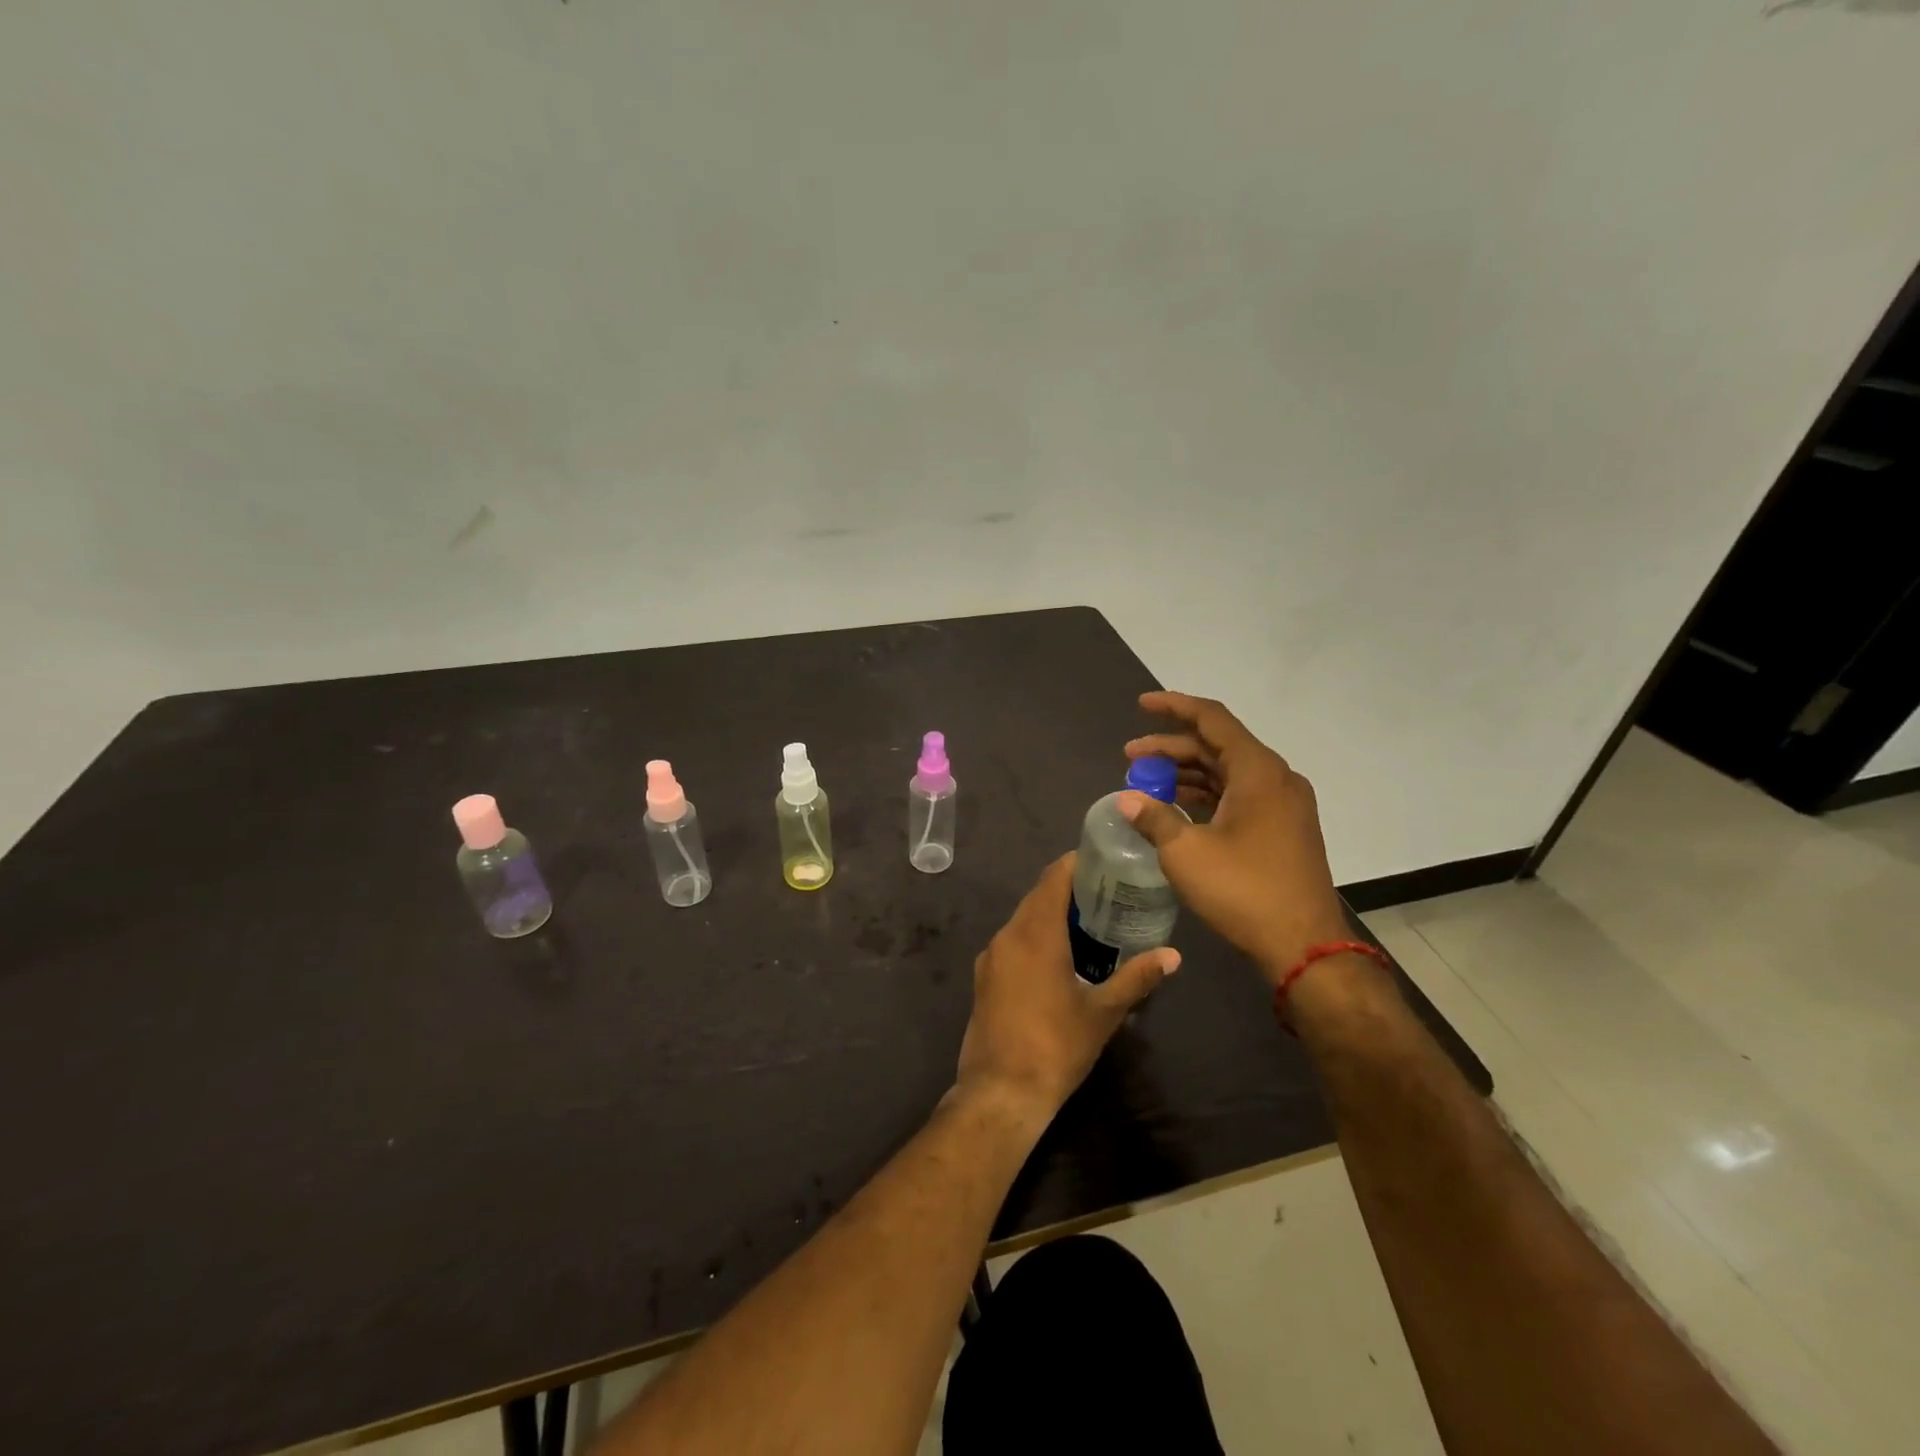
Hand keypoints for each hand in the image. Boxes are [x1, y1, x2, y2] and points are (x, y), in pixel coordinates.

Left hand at [954, 854, 1179, 1121]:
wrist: (1000, 1091)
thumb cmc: (1056, 1046)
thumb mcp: (1103, 1012)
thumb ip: (1136, 977)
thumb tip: (1172, 955)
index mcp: (1035, 933)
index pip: (1054, 878)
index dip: (1076, 864)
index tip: (1104, 861)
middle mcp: (1007, 935)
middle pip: (1038, 896)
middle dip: (1068, 890)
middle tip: (1106, 893)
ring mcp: (991, 957)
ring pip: (1023, 920)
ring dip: (1050, 914)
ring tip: (1088, 923)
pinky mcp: (984, 977)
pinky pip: (1012, 942)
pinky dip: (1035, 937)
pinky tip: (1059, 957)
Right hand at [1120, 691, 1350, 981]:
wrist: (1304, 946)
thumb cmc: (1244, 891)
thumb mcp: (1186, 853)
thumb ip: (1154, 818)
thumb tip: (1127, 800)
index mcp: (1258, 771)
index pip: (1212, 719)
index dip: (1174, 706)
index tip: (1141, 705)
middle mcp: (1276, 779)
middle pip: (1217, 746)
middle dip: (1171, 748)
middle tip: (1130, 759)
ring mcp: (1283, 805)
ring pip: (1227, 773)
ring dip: (1186, 774)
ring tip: (1146, 784)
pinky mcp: (1283, 829)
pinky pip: (1239, 796)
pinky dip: (1206, 795)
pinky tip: (1177, 808)